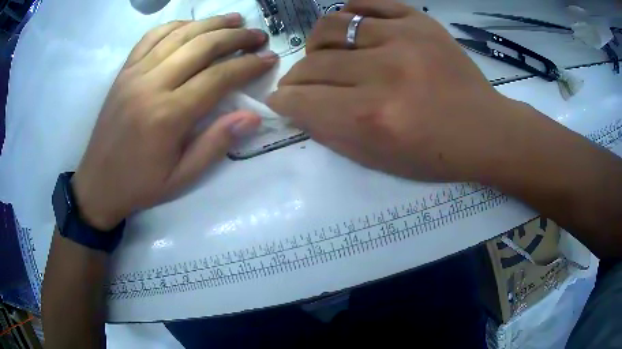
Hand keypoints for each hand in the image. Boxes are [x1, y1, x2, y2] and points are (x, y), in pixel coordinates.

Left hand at [72, 14, 277, 229]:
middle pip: (201, 47)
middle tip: (258, 35)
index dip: (248, 65)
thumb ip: (215, 144)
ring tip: (234, 19)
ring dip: (210, 23)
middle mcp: (151, 85)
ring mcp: (134, 74)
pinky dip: (175, 26)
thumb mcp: (182, 177)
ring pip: (179, 35)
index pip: (218, 78)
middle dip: (235, 37)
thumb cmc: (140, 185)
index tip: (270, 58)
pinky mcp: (124, 71)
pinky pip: (151, 37)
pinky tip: (191, 24)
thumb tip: (252, 116)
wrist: (98, 183)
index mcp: (168, 115)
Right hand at [268, 0, 528, 182]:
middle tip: (301, 83)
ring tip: (324, 54)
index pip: (303, 100)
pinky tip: (349, 29)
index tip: (281, 100)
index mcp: (373, 118)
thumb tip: (296, 107)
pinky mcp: (420, 21)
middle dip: (296, 78)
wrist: (485, 130)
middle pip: (312, 64)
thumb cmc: (436, 154)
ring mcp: (404, 38)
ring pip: (331, 26)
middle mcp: (384, 73)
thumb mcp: (379, 159)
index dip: (283, 101)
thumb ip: (330, 132)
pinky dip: (349, 14)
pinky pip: (367, 3)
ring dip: (316, 44)